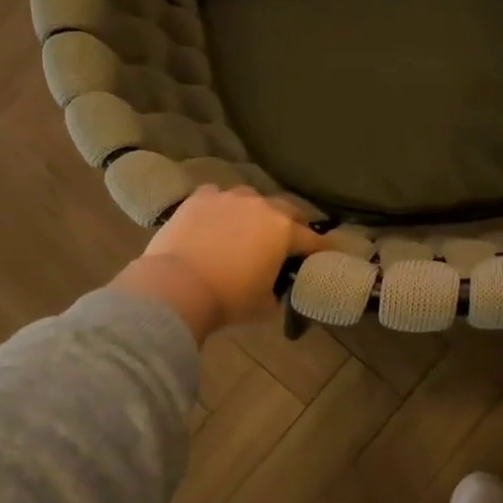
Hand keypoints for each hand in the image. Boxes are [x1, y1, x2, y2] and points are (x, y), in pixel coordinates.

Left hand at [113, 187, 326, 340]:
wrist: (177, 285)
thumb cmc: (228, 299)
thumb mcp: (264, 305)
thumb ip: (277, 290)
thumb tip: (275, 287)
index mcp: (283, 231)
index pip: (312, 239)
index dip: (321, 248)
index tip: (326, 253)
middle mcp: (261, 206)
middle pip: (287, 209)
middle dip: (293, 222)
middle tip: (291, 236)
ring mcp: (229, 198)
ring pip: (251, 198)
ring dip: (255, 211)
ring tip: (249, 225)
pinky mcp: (200, 198)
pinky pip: (218, 197)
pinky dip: (222, 208)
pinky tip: (215, 220)